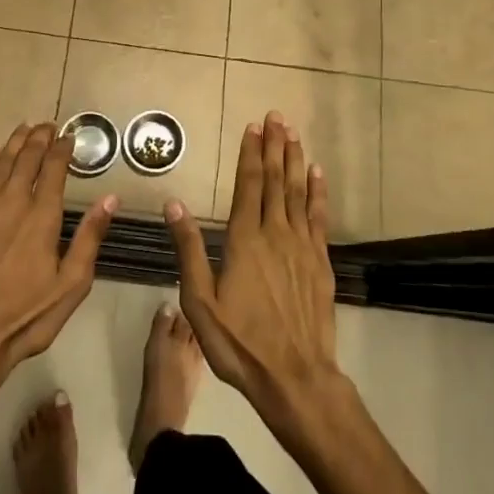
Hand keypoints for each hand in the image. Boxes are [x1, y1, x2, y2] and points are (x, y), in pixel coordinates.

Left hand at [0, 123, 115, 389]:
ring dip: (14, 143)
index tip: (69, 136)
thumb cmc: (28, 314)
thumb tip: (110, 199)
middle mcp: (12, 201)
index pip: (53, 168)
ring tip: (24, 129)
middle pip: (26, 158)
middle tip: (47, 126)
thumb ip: (90, 237)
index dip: (62, 148)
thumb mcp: (72, 283)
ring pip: (0, 163)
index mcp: (42, 215)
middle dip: (39, 138)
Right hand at [164, 111, 345, 431]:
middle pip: (276, 180)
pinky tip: (317, 175)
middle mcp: (276, 233)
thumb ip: (189, 249)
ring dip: (296, 161)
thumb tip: (173, 204)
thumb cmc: (240, 342)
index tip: (253, 126)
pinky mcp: (320, 262)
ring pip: (298, 192)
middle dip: (275, 146)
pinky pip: (318, 217)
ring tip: (294, 134)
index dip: (250, 154)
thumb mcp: (200, 302)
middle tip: (277, 116)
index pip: (248, 185)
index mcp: (245, 239)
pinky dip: (318, 192)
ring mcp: (302, 246)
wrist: (295, 377)